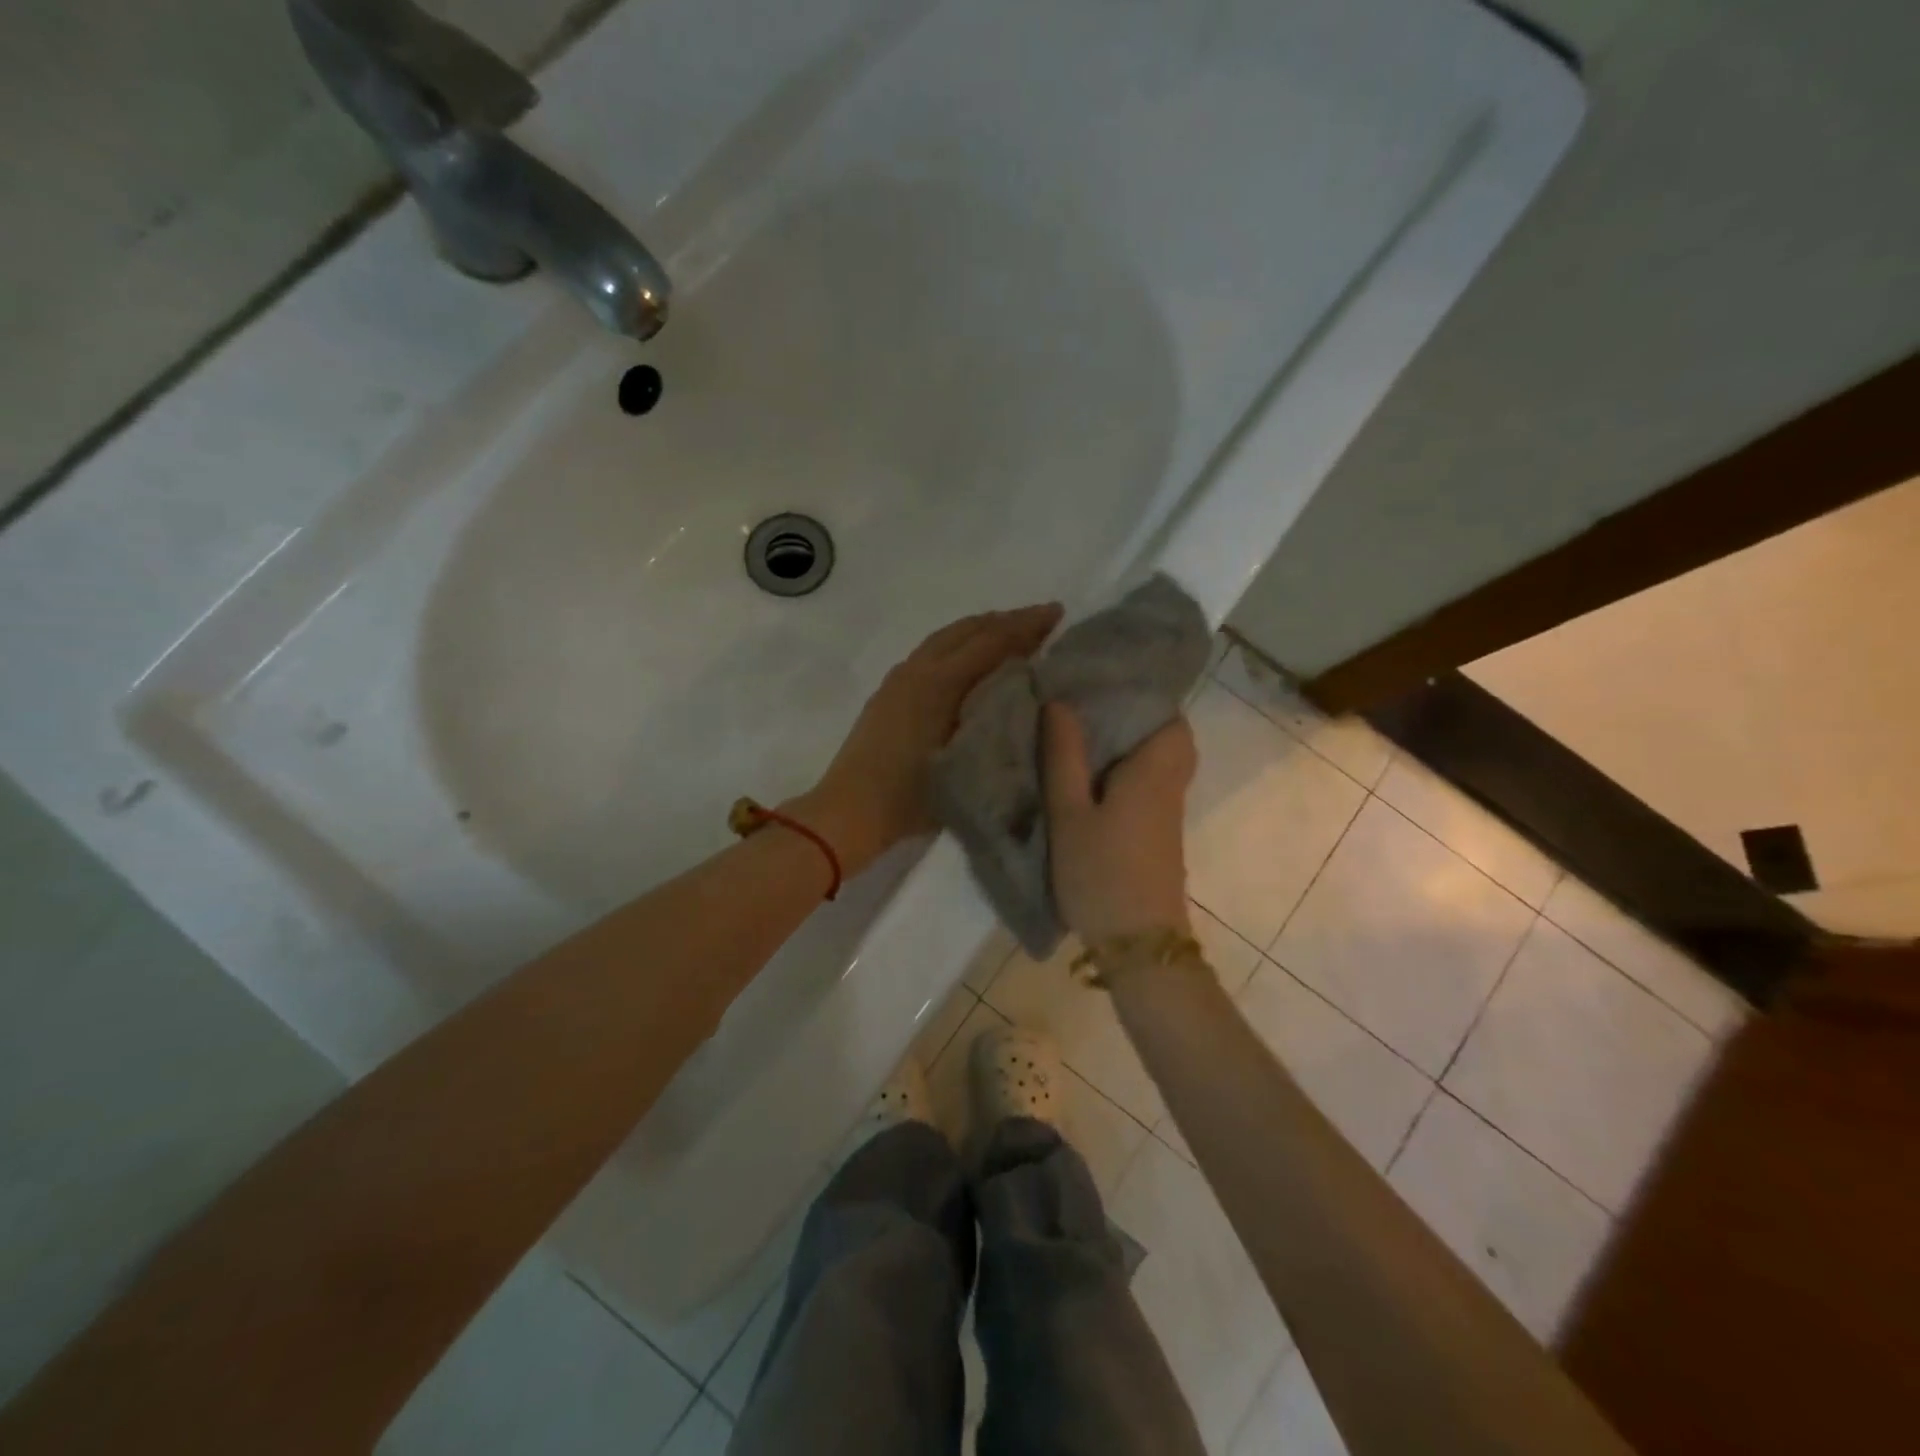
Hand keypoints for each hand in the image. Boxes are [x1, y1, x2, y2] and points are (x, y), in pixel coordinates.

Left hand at [792, 604, 1062, 874]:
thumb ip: (993, 718)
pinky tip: (969, 661)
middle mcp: (917, 669)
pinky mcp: (889, 694)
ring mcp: (898, 679)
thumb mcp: (964, 761)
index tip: (1056, 612)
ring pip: (946, 638)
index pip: (991, 641)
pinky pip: (932, 653)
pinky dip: (959, 645)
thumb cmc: (910, 797)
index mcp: (939, 682)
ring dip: (981, 630)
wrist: (848, 812)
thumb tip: (1022, 688)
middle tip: (1041, 618)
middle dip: (1005, 620)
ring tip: (1010, 633)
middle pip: (967, 630)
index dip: (1026, 626)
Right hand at [1043, 702, 1195, 942]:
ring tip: (1084, 738)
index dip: (1146, 697)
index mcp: (1153, 772)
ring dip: (1130, 747)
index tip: (1107, 684)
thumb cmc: (1102, 874)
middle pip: (1170, 739)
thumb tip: (1060, 703)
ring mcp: (1167, 814)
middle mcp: (1169, 786)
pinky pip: (1150, 787)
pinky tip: (1092, 780)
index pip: (1171, 718)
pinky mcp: (1159, 837)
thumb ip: (1064, 757)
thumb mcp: (1069, 814)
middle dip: (1137, 721)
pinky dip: (1128, 773)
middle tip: (1092, 711)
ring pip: (1160, 764)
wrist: (1138, 945)